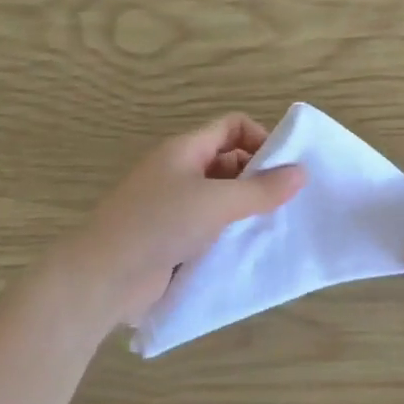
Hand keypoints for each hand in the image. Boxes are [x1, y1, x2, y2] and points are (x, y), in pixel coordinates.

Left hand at [50, 114, 305, 333]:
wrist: (103, 277)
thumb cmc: (160, 225)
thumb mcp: (217, 202)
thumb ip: (261, 189)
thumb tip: (300, 173)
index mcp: (185, 149)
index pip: (232, 126)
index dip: (260, 138)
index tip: (284, 168)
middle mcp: (179, 171)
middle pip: (229, 160)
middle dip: (258, 176)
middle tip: (285, 202)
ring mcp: (173, 205)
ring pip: (220, 196)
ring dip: (245, 207)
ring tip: (272, 226)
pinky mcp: (171, 237)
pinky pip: (208, 226)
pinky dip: (228, 232)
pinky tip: (248, 248)